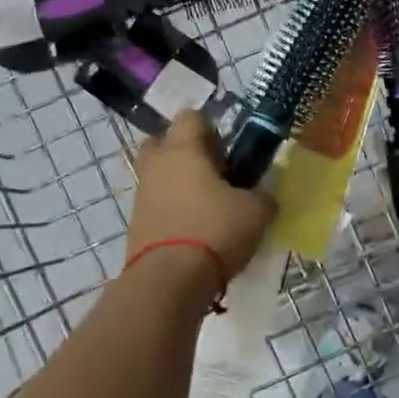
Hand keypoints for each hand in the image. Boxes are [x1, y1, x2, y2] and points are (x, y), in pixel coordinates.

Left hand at [127, 111, 276, 276]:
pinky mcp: (136, 223)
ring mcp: (142, 194)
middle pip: (164, 142)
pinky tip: (195, 230)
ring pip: (160, 175)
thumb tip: (262, 198)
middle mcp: (157, 164)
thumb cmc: (214, 230)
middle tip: (213, 172)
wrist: (168, 281)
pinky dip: (172, 210)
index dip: (212, 127)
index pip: (191, 116)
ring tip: (208, 206)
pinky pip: (156, 204)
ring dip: (179, 183)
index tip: (229, 150)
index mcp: (183, 149)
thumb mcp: (256, 212)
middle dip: (185, 152)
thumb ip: (262, 197)